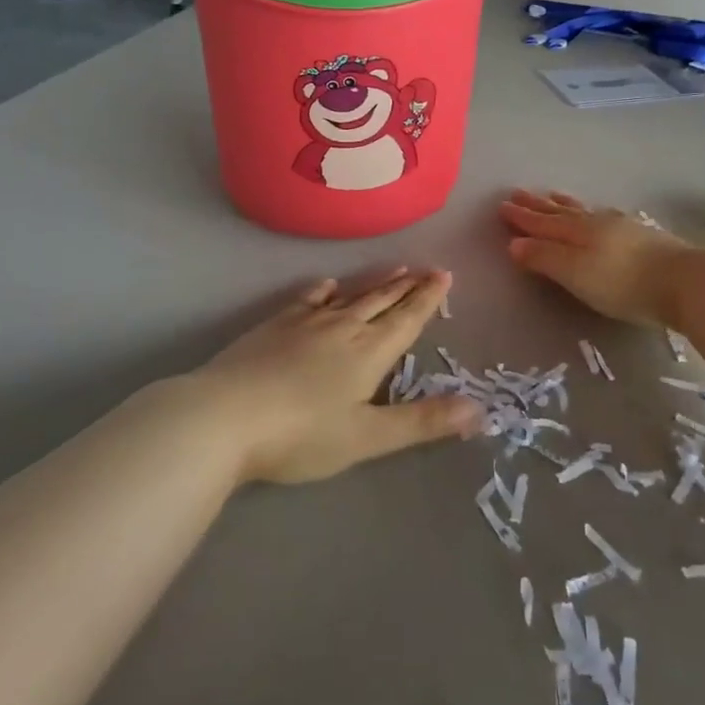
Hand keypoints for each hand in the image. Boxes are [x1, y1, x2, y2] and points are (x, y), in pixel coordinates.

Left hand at [185, 269, 479, 484]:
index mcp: (369, 352)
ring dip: (375, 283)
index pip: (407, 319)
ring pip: (350, 296)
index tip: (444, 274)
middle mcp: (343, 327)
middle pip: (382, 301)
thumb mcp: (367, 437)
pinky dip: (325, 290)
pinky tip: (328, 285)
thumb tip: (480, 408)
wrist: (225, 416)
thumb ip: (422, 422)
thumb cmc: (301, 434)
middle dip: (408, 285)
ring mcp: (306, 322)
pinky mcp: (275, 325)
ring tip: (394, 270)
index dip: (427, 299)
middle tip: (428, 267)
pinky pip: (309, 298)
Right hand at [500, 190, 694, 326]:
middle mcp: (596, 222)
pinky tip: (600, 214)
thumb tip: (513, 243)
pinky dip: (593, 212)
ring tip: (553, 195)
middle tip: (519, 193)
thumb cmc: (622, 282)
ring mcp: (623, 227)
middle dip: (538, 205)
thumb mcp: (574, 273)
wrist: (685, 281)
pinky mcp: (644, 237)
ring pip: (585, 210)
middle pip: (561, 212)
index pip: (542, 223)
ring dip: (565, 204)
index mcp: (576, 231)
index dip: (522, 217)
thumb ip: (544, 258)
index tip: (502, 206)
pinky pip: (606, 217)